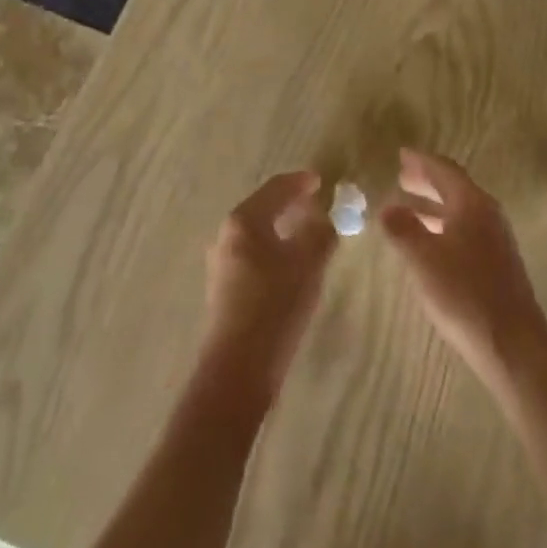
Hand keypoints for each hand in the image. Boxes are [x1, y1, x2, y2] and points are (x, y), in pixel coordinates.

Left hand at [201, 171, 336, 404]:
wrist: (239, 367)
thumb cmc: (275, 305)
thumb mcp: (308, 264)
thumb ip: (320, 233)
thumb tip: (325, 217)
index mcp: (244, 221)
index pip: (275, 188)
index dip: (300, 182)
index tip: (321, 180)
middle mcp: (226, 235)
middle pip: (263, 208)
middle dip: (291, 204)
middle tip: (317, 205)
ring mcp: (221, 262)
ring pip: (257, 233)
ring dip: (282, 228)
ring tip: (308, 234)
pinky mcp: (224, 287)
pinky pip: (253, 254)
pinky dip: (274, 248)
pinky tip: (290, 264)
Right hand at [381, 149, 546, 388]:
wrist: (513, 346)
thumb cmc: (465, 295)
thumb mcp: (423, 259)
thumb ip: (402, 229)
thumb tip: (386, 206)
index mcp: (472, 204)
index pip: (445, 170)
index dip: (421, 161)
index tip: (401, 154)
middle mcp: (488, 215)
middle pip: (454, 188)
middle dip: (427, 181)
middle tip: (401, 176)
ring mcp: (496, 241)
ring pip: (459, 211)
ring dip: (432, 205)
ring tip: (406, 207)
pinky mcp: (497, 264)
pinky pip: (464, 230)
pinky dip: (442, 226)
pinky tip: (428, 243)